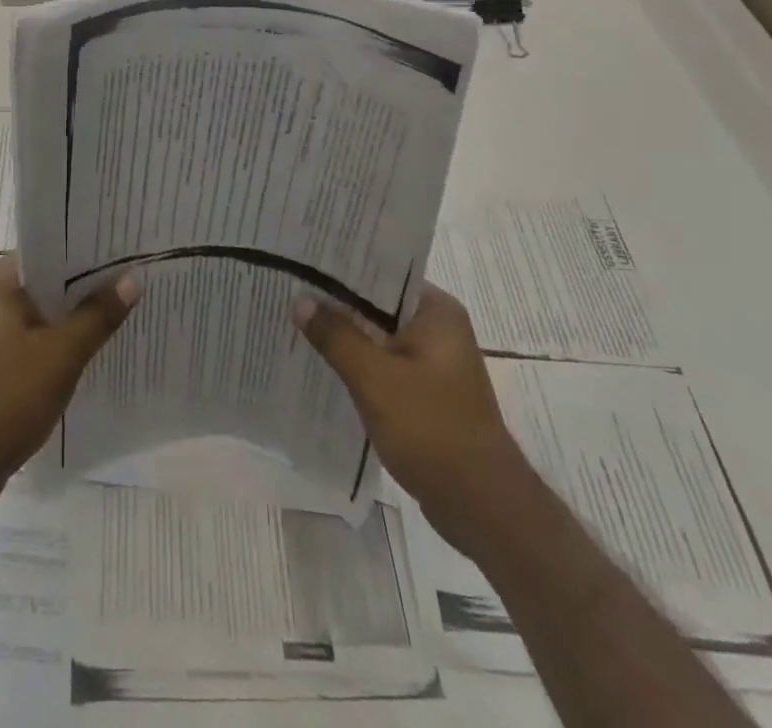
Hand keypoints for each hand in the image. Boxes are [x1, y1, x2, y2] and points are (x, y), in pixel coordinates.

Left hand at [0, 253, 139, 521]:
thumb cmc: (6, 398)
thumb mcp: (61, 354)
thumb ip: (98, 315)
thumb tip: (133, 278)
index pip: (48, 251)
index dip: (87, 252)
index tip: (124, 254)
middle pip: (45, 282)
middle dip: (85, 287)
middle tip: (132, 282)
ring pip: (39, 313)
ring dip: (72, 318)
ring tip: (119, 313)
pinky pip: (30, 339)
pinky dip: (56, 343)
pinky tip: (88, 352)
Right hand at [294, 282, 531, 556]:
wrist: (483, 509)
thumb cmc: (433, 431)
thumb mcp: (375, 379)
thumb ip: (337, 336)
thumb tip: (300, 300)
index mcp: (436, 312)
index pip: (382, 272)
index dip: (340, 267)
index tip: (301, 261)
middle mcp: (438, 328)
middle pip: (376, 304)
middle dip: (335, 302)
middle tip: (288, 288)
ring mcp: (432, 362)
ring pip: (377, 336)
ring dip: (344, 334)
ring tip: (294, 320)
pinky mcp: (425, 392)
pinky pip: (382, 364)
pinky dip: (356, 363)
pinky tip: (321, 363)